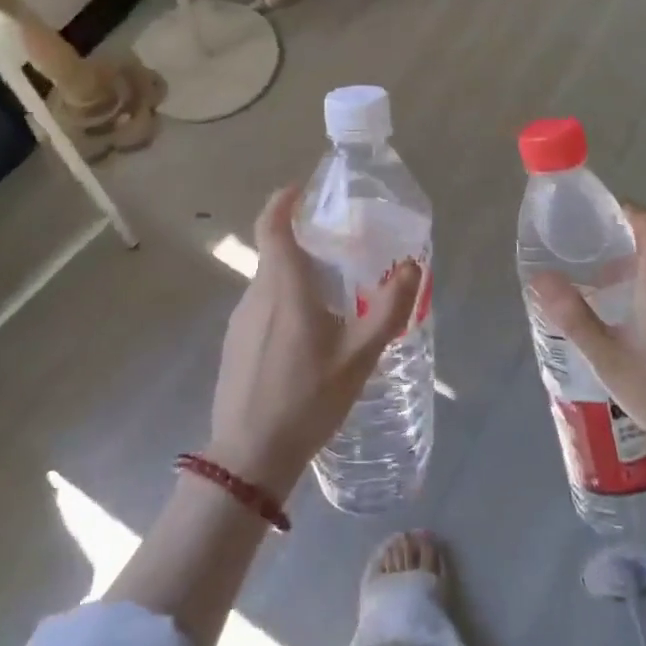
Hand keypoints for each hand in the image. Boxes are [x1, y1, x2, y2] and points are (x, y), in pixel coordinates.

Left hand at [207, 185, 422, 498]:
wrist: (250, 456)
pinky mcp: (234, 344)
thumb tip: (411, 267)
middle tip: (340, 253)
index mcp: (283, 287)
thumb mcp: (359, 356)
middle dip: (303, 243)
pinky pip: (262, 308)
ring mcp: (239, 321)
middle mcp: (256, 294)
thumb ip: (388, 309)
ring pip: (269, 283)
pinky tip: (306, 339)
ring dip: (296, 278)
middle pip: (275, 253)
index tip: (301, 189)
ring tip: (331, 300)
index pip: (272, 225)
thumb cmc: (308, 399)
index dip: (284, 200)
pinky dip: (284, 304)